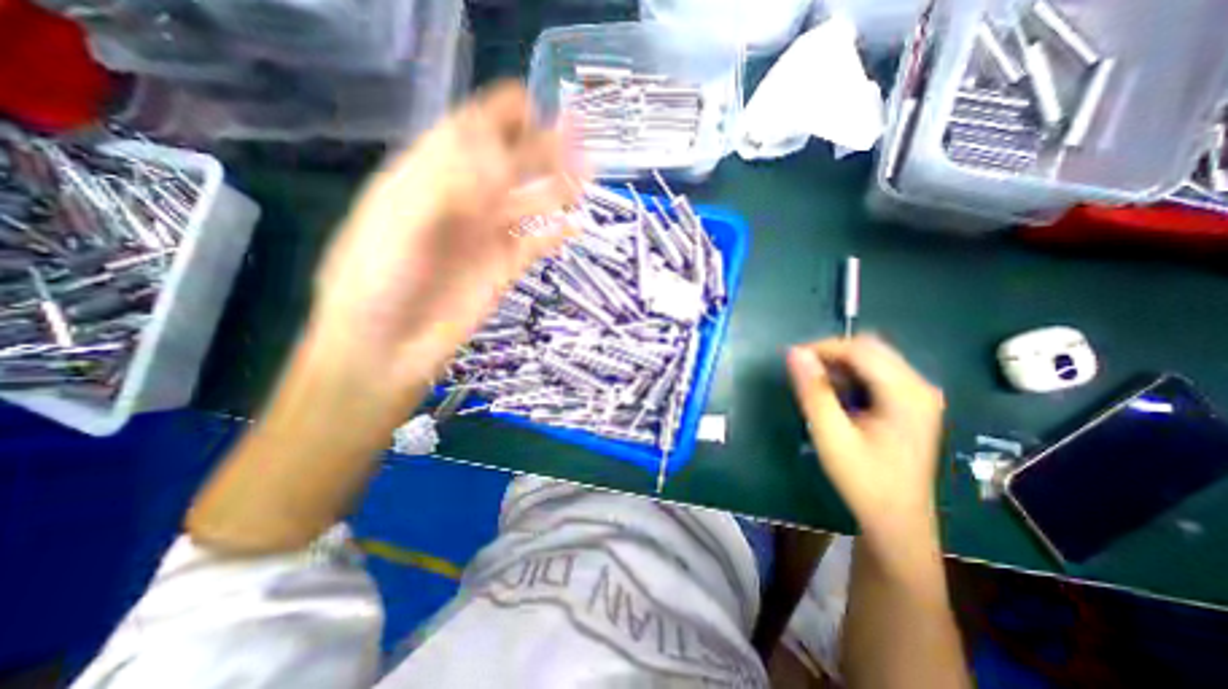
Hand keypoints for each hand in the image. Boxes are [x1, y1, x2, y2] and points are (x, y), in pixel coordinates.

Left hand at [311, 83, 589, 410]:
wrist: (387, 349)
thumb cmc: (375, 286)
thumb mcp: (396, 228)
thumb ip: (443, 191)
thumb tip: (493, 159)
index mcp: (427, 182)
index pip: (465, 135)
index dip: (497, 116)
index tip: (531, 100)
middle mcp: (461, 204)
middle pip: (506, 165)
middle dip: (539, 146)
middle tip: (577, 131)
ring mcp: (485, 238)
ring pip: (527, 203)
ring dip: (556, 187)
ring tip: (588, 172)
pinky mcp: (502, 269)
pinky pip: (534, 245)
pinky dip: (555, 236)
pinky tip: (576, 226)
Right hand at [787, 337, 947, 541]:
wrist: (897, 521)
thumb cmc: (863, 480)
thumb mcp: (831, 436)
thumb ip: (814, 392)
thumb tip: (794, 353)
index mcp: (907, 393)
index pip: (860, 350)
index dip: (822, 348)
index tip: (791, 360)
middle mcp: (920, 386)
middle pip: (869, 349)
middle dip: (831, 354)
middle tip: (802, 374)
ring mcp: (919, 394)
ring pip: (872, 358)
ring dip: (839, 365)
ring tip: (816, 388)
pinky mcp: (911, 403)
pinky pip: (876, 373)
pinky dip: (850, 376)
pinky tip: (837, 397)